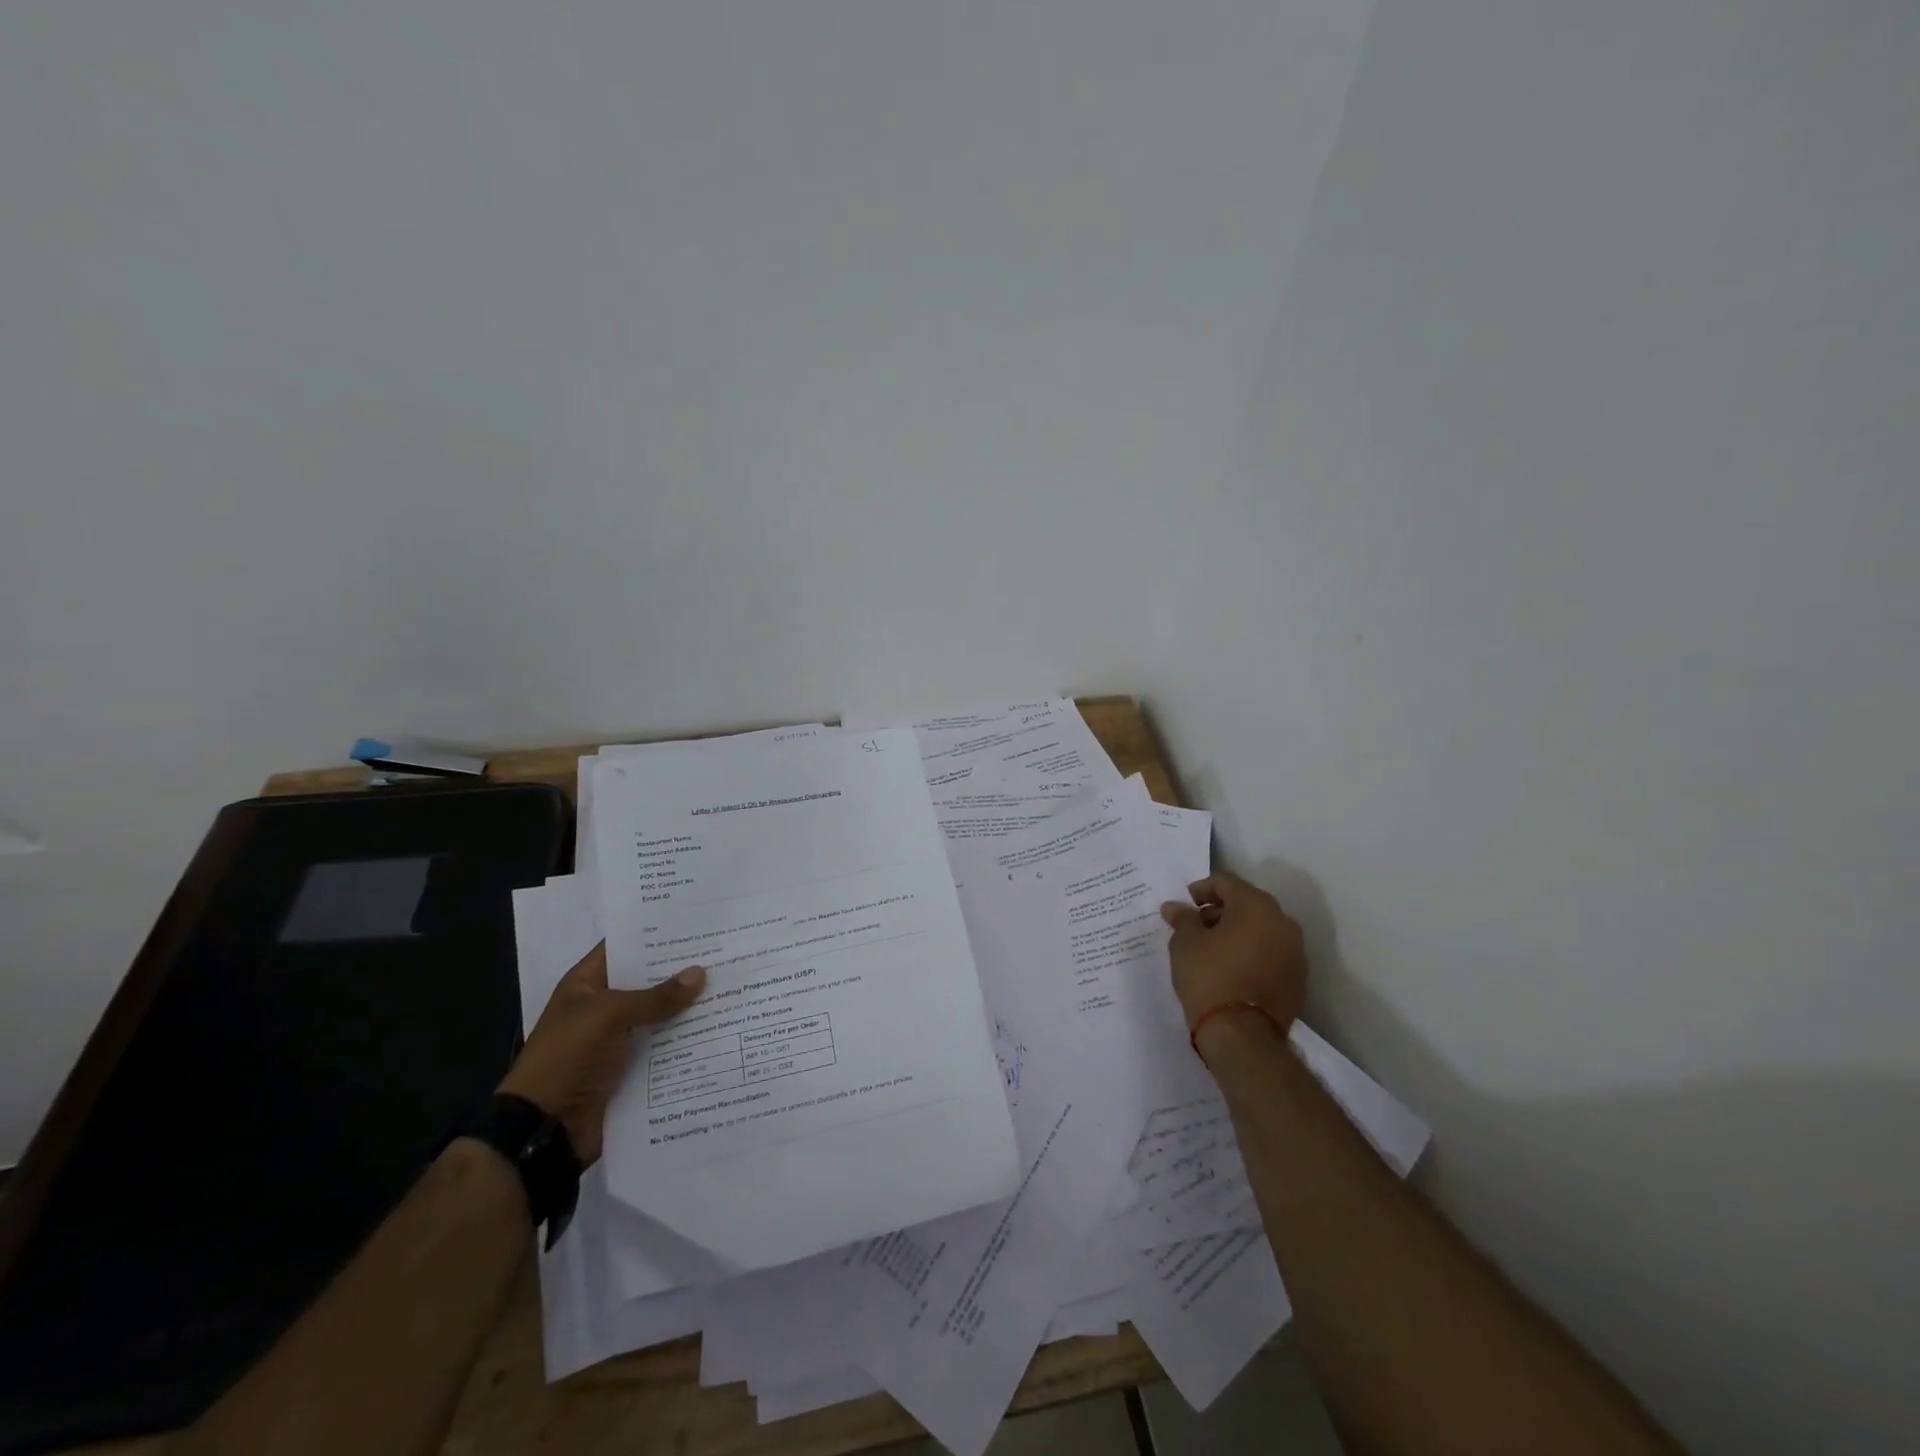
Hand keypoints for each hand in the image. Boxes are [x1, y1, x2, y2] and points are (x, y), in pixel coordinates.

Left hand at [498, 942, 705, 1163]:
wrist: (545, 1129)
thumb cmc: (567, 1057)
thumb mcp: (608, 1016)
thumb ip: (655, 996)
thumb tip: (701, 973)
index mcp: (587, 985)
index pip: (625, 947)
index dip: (656, 935)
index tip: (696, 922)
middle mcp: (604, 1007)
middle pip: (649, 981)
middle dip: (683, 970)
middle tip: (727, 951)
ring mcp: (619, 1039)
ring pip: (662, 1015)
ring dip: (691, 1007)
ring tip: (735, 984)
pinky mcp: (634, 1068)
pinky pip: (666, 1047)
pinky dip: (689, 1040)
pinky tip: (722, 1026)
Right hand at [1160, 873, 1306, 1035]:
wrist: (1242, 1035)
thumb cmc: (1209, 977)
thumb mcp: (1185, 943)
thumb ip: (1182, 919)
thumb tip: (1174, 907)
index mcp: (1256, 906)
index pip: (1226, 883)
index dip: (1201, 889)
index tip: (1184, 904)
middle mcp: (1283, 922)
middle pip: (1247, 904)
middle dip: (1220, 910)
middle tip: (1195, 925)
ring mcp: (1295, 952)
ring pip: (1261, 929)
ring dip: (1236, 932)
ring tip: (1210, 949)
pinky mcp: (1297, 979)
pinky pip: (1270, 953)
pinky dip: (1251, 953)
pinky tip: (1229, 968)